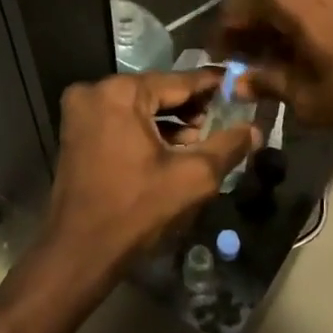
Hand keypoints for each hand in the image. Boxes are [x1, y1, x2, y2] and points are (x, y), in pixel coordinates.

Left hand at [39, 70, 260, 294]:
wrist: (78, 252)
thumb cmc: (135, 209)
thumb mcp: (192, 177)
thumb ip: (227, 147)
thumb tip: (256, 129)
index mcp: (121, 92)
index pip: (179, 81)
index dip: (212, 85)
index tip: (239, 84)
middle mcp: (95, 91)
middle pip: (157, 91)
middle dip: (191, 106)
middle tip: (224, 117)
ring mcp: (81, 111)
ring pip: (139, 106)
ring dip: (170, 120)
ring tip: (203, 137)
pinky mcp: (76, 131)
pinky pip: (121, 119)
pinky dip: (146, 129)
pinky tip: (174, 147)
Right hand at [210, 0, 332, 133]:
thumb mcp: (309, 97)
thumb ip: (267, 83)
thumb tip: (240, 81)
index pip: (235, 11)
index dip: (222, 38)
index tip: (220, 60)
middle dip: (256, 30)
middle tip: (255, 64)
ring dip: (286, 22)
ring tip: (290, 58)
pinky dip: (313, 13)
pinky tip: (323, 43)